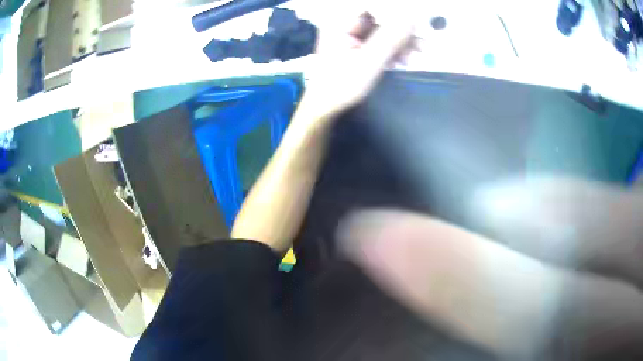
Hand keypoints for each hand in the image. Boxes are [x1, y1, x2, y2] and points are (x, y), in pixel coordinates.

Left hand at [301, 13, 415, 120]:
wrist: (327, 106)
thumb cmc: (340, 86)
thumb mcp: (368, 62)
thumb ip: (390, 39)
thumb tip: (412, 20)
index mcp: (339, 21)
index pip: (371, 6)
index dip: (396, 11)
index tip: (416, 20)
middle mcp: (344, 21)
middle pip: (379, 16)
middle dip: (402, 28)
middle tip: (422, 40)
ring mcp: (351, 32)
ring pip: (383, 27)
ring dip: (402, 39)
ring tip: (419, 52)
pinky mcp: (358, 42)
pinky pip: (381, 38)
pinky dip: (394, 47)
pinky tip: (405, 58)